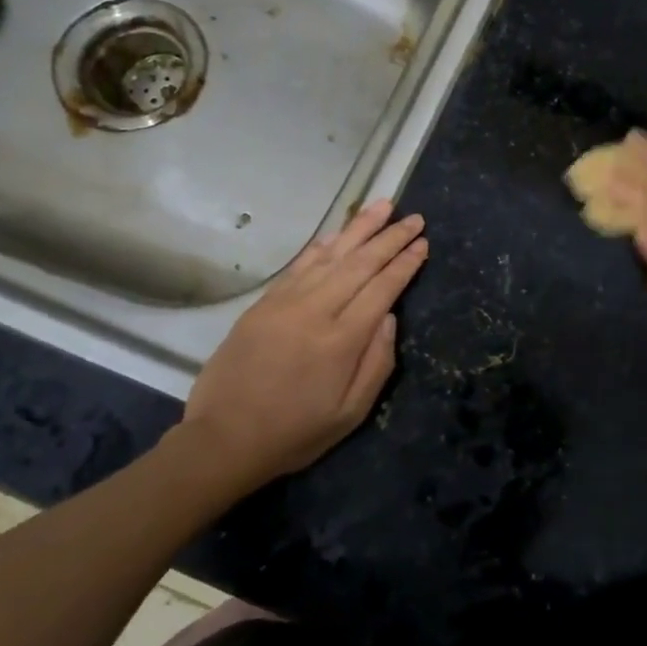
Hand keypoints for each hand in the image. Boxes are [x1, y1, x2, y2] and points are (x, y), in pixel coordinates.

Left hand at [180, 200, 427, 487]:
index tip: (423, 242)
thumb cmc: (295, 433)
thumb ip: (378, 362)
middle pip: (360, 263)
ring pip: (330, 255)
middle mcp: (316, 311)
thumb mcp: (351, 412)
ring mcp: (285, 303)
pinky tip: (337, 234)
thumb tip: (390, 316)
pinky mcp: (263, 304)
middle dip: (390, 237)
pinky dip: (322, 247)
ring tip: (383, 206)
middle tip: (414, 217)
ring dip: (359, 228)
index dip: (405, 263)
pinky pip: (300, 266)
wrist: (223, 439)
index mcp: (342, 340)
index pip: (383, 288)